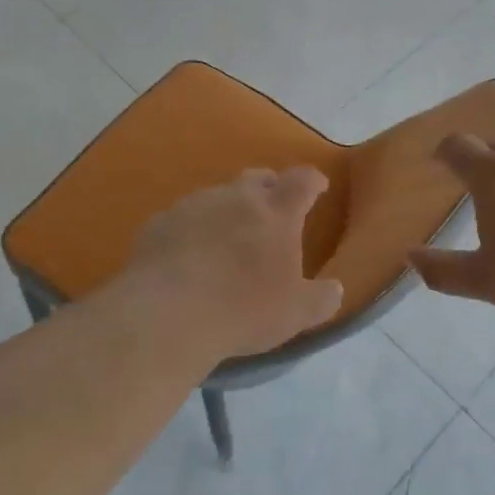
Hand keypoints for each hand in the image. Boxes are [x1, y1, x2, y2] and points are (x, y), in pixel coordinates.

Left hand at [116, 166, 343, 360]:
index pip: (302, 181)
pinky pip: (183, 218)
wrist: (166, 315)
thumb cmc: (243, 310)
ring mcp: (194, 205)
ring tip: (226, 239)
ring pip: (218, 196)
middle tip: (272, 211)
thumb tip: (335, 289)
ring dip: (228, 210)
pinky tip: (187, 256)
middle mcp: (237, 197)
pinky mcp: (160, 222)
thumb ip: (321, 299)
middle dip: (269, 188)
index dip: (312, 181)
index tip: (318, 187)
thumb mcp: (295, 314)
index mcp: (276, 212)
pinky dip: (192, 230)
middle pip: (258, 178)